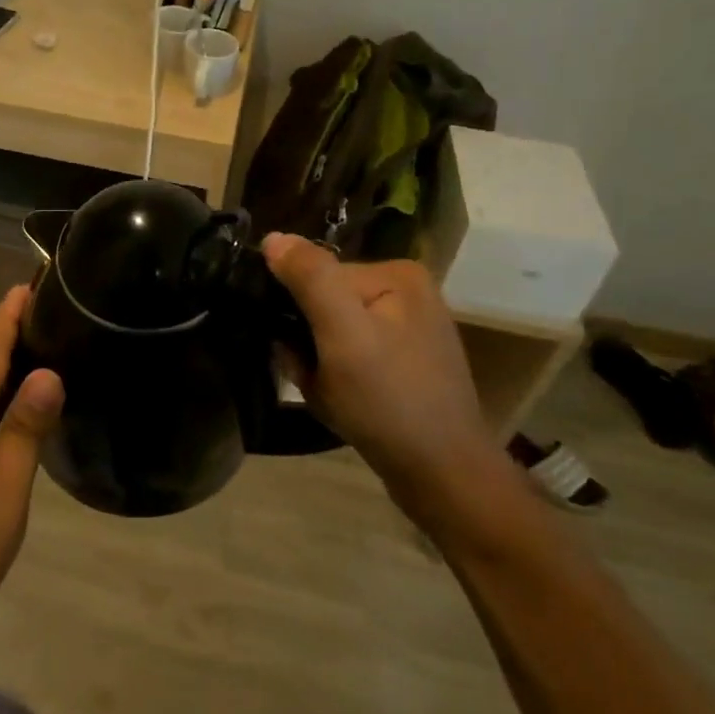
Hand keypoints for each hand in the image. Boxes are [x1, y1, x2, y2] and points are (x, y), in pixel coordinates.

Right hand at [263, 234, 488, 492]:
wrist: (442, 476)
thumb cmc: (389, 400)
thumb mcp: (342, 332)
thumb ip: (309, 278)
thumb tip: (273, 238)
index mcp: (397, 274)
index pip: (320, 275)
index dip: (298, 313)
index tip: (298, 350)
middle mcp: (407, 293)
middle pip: (325, 303)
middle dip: (308, 340)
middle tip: (314, 377)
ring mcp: (408, 330)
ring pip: (333, 333)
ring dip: (317, 362)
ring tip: (330, 393)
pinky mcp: (405, 364)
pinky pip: (351, 355)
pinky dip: (335, 377)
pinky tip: (344, 403)